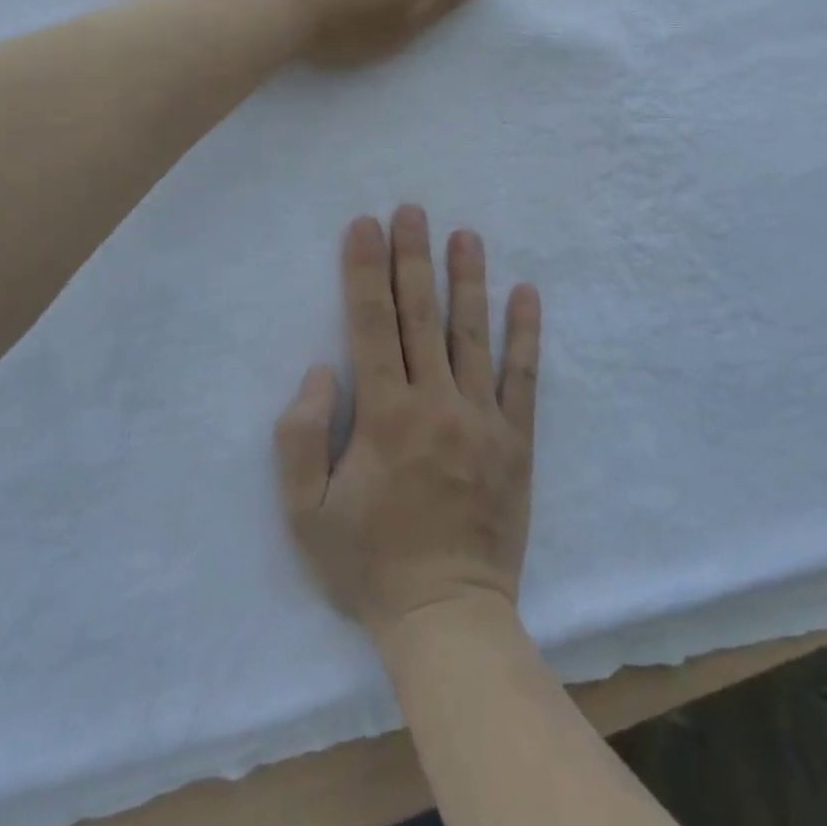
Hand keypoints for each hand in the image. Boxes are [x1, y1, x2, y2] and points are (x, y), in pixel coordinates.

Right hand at [276, 207, 541, 637]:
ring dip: (468, 280)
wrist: (448, 615)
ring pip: (474, 334)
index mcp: (383, 415)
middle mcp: (436, 403)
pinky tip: (527, 294)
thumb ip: (299, 437)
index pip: (371, 324)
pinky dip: (526, 333)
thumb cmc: (370, 564)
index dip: (365, 271)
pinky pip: (523, 376)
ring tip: (466, 235)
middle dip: (413, 258)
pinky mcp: (517, 439)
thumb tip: (321, 370)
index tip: (365, 225)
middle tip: (413, 210)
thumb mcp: (306, 513)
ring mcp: (483, 418)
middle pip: (421, 316)